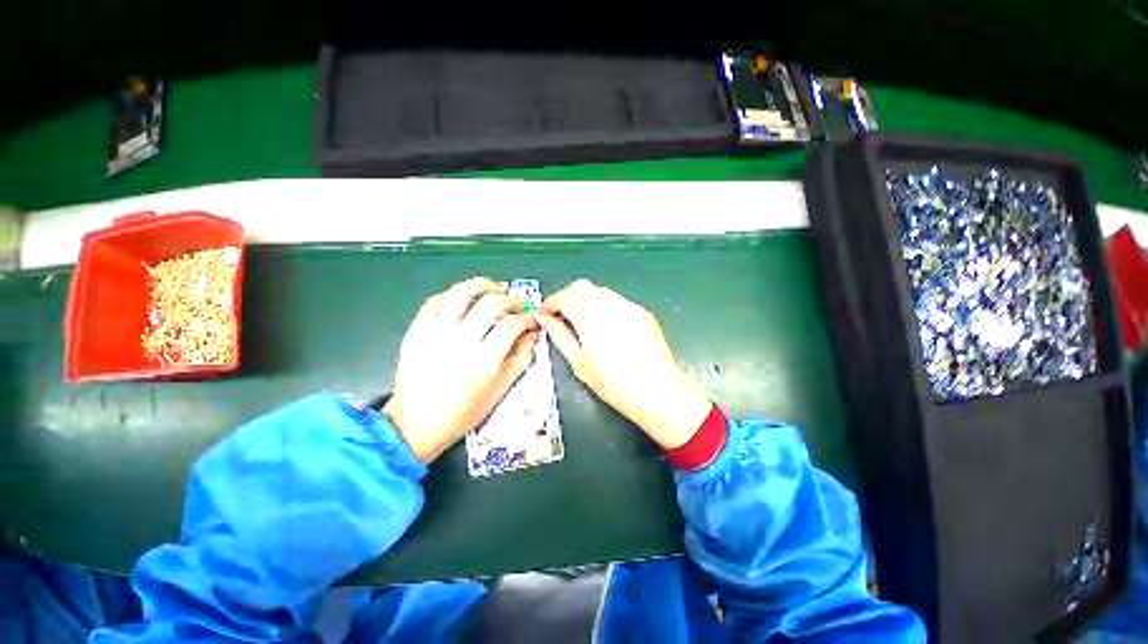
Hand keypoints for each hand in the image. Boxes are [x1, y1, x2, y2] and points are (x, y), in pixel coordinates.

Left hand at [384, 277, 537, 463]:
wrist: (415, 425)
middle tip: (515, 306)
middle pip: (491, 302)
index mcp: (485, 359)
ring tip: (492, 290)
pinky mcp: (417, 331)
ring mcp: (436, 333)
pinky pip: (434, 301)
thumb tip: (532, 335)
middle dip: (510, 300)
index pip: (513, 325)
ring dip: (481, 285)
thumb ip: (519, 359)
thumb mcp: (499, 391)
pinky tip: (462, 302)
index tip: (530, 322)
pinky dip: (452, 296)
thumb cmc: (462, 413)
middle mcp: (461, 340)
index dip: (527, 319)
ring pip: (461, 293)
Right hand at [536, 279, 711, 449]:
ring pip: (600, 290)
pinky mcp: (642, 312)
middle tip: (561, 315)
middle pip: (581, 286)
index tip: (544, 314)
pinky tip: (607, 327)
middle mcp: (608, 304)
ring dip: (586, 299)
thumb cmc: (613, 383)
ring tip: (583, 321)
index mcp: (589, 317)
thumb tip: (544, 319)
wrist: (657, 390)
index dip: (549, 303)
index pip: (563, 297)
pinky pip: (617, 300)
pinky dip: (604, 306)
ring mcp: (628, 305)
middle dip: (566, 296)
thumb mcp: (579, 363)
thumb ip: (559, 336)